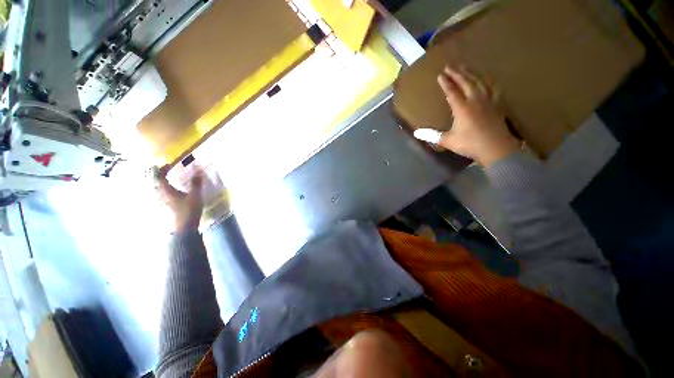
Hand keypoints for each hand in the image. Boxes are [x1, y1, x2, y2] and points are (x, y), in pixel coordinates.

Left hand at [156, 167, 203, 232]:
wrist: (185, 226)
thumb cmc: (189, 209)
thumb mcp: (195, 194)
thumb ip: (196, 182)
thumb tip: (198, 169)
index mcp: (166, 190)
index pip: (159, 176)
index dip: (163, 168)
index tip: (169, 164)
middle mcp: (161, 194)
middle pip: (157, 181)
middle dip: (160, 174)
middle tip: (167, 169)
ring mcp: (163, 200)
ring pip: (160, 188)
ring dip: (163, 181)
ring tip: (170, 178)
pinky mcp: (168, 205)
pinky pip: (164, 193)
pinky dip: (167, 188)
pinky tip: (174, 190)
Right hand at [414, 65, 519, 167]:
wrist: (496, 148)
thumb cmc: (470, 144)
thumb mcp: (448, 141)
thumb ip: (432, 135)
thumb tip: (416, 133)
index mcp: (462, 108)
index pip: (452, 92)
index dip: (446, 83)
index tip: (440, 75)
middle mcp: (475, 100)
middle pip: (466, 82)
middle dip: (457, 73)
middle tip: (450, 66)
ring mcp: (488, 101)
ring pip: (479, 82)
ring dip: (471, 74)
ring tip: (465, 68)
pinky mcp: (497, 104)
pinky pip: (492, 88)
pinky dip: (487, 82)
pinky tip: (485, 81)